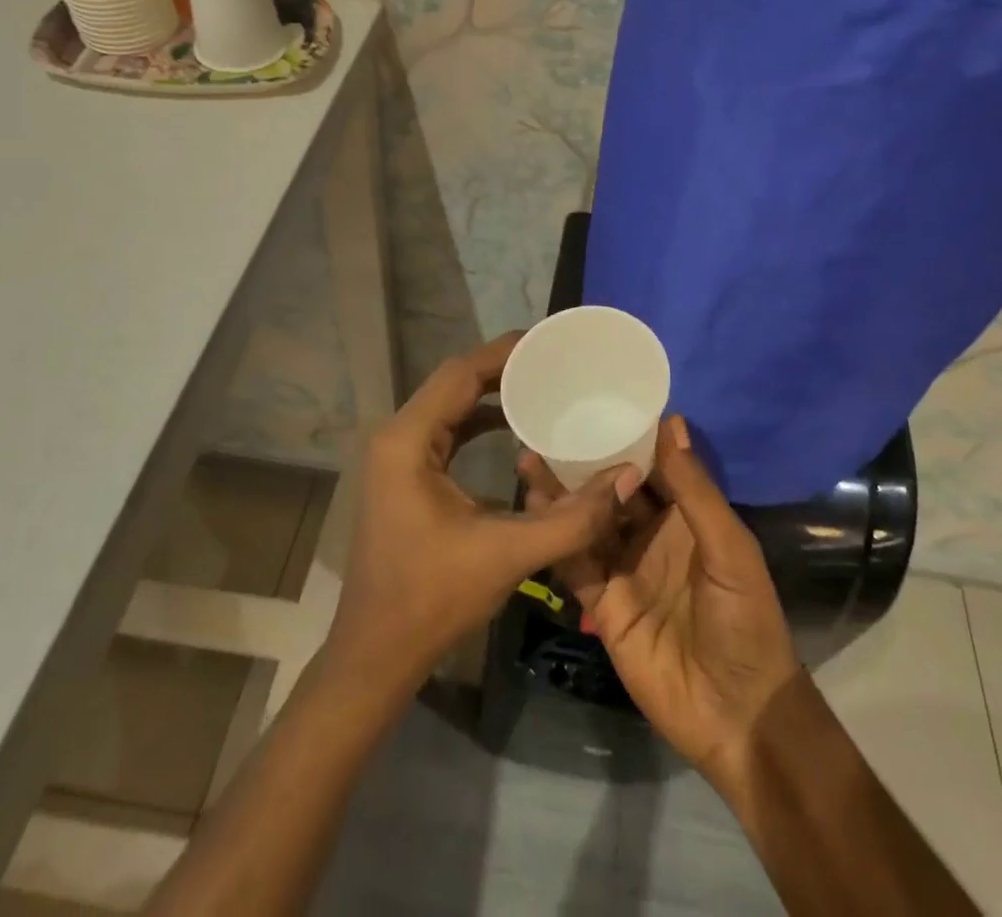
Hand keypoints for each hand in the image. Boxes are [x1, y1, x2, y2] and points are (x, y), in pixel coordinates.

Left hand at [325, 333, 643, 694]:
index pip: (460, 373)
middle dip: (503, 368)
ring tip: (542, 386)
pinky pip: (446, 431)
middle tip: (555, 362)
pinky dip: (478, 420)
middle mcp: (396, 437)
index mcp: (408, 441)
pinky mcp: (404, 476)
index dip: (506, 352)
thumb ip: (571, 517)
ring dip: (491, 392)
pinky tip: (514, 430)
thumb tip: (626, 478)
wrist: (375, 657)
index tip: (551, 343)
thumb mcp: (507, 555)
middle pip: (454, 382)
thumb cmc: (432, 601)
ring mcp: (396, 457)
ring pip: (449, 405)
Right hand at [520, 415, 801, 783]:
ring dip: (562, 491)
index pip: (652, 464)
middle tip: (549, 423)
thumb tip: (671, 421)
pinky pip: (575, 561)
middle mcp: (651, 534)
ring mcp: (624, 567)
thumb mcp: (729, 548)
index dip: (628, 434)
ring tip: (529, 454)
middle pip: (612, 488)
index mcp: (686, 516)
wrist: (736, 715)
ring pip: (587, 519)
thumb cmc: (745, 620)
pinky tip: (532, 507)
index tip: (596, 398)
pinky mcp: (602, 602)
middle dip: (585, 458)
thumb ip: (695, 489)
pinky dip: (556, 536)